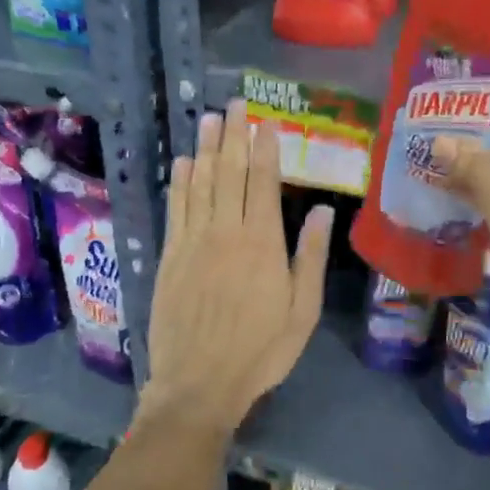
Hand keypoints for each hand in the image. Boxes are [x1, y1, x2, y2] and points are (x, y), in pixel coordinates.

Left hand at [143, 99, 332, 433]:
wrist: (198, 385)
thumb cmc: (260, 350)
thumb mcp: (302, 311)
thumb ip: (309, 257)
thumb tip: (320, 210)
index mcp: (262, 243)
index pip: (262, 182)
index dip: (265, 148)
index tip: (266, 121)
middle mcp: (226, 232)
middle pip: (229, 173)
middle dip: (234, 135)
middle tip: (236, 104)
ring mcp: (193, 242)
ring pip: (200, 184)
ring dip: (206, 149)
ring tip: (210, 119)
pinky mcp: (170, 257)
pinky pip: (176, 209)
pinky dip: (180, 182)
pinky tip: (183, 162)